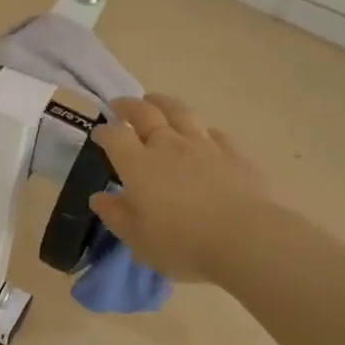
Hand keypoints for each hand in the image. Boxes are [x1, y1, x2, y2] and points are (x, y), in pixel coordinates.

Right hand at [90, 94, 273, 283]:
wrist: (245, 238)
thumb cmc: (183, 243)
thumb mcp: (138, 239)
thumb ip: (116, 215)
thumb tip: (98, 198)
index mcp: (138, 165)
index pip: (115, 136)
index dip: (104, 132)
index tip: (99, 133)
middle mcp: (168, 146)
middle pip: (144, 114)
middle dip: (128, 107)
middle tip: (119, 105)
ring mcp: (203, 145)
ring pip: (179, 113)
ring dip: (162, 103)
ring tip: (154, 101)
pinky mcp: (232, 153)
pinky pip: (213, 132)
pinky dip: (201, 129)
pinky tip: (201, 133)